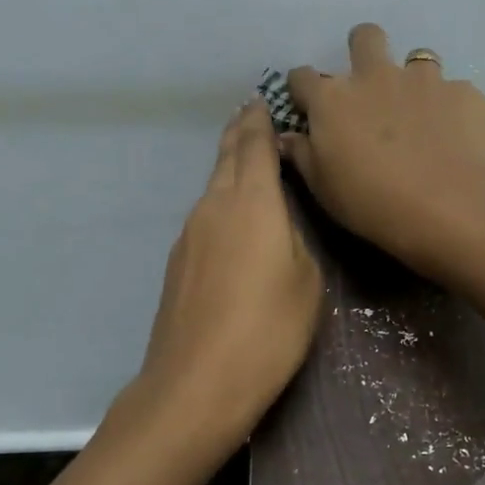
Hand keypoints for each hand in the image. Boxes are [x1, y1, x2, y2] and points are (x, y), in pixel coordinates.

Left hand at [135, 101, 322, 453]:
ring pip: (213, 186)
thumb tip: (278, 230)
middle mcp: (213, 206)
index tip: (264, 100)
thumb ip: (295, 242)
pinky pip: (205, 215)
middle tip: (252, 115)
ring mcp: (189, 235)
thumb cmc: (266, 330)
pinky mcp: (178, 263)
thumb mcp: (306, 283)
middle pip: (226, 158)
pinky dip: (221, 201)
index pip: (254, 145)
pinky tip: (233, 217)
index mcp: (250, 201)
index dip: (260, 120)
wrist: (195, 384)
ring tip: (247, 158)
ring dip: (229, 167)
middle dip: (240, 134)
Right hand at [282, 23, 484, 272]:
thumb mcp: (323, 187)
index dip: (303, 89)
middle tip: (370, 83)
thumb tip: (286, 137)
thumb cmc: (372, 202)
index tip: (308, 106)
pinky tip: (455, 136)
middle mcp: (376, 76)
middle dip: (363, 49)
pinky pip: (453, 91)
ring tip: (420, 113)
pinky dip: (449, 107)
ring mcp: (424, 80)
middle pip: (365, 37)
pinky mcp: (463, 92)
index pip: (302, 77)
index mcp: (333, 99)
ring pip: (417, 59)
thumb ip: (302, 154)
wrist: (449, 208)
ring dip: (413, 80)